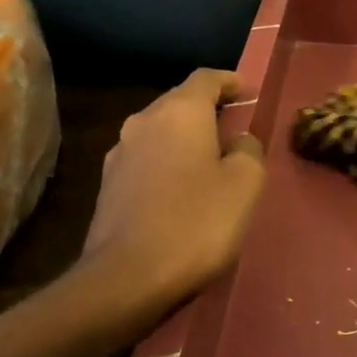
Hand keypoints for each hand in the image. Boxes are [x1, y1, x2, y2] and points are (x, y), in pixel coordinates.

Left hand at [83, 70, 265, 302]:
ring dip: (185, 138)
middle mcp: (144, 122)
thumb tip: (239, 141)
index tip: (247, 91)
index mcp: (180, 112)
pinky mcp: (107, 186)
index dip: (230, 81)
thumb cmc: (196, 222)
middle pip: (179, 102)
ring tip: (210, 160)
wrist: (126, 278)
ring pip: (160, 131)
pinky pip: (146, 159)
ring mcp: (119, 154)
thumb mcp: (245, 184)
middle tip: (234, 127)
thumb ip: (249, 151)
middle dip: (207, 109)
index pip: (206, 78)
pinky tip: (182, 189)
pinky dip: (167, 162)